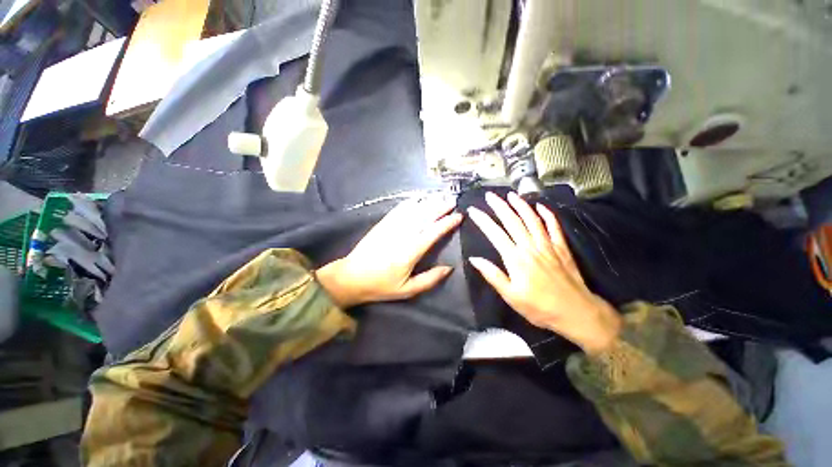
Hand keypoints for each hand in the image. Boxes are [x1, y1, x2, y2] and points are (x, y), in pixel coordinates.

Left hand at [317, 195, 462, 307]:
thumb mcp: (407, 290)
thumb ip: (429, 279)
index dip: (447, 223)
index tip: (458, 216)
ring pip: (413, 211)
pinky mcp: (382, 224)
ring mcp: (391, 227)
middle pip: (425, 217)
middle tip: (453, 200)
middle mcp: (402, 235)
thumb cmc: (381, 285)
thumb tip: (449, 268)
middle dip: (440, 207)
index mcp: (410, 252)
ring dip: (428, 202)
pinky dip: (410, 203)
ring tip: (440, 196)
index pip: (433, 232)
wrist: (351, 277)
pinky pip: (398, 210)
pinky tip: (418, 198)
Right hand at [467, 192, 621, 354]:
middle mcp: (530, 246)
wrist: (576, 312)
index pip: (495, 233)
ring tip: (511, 194)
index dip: (483, 220)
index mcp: (515, 258)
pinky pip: (554, 226)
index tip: (473, 210)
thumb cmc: (539, 307)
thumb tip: (474, 259)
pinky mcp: (561, 247)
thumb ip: (492, 275)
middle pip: (512, 221)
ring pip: (532, 219)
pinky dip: (547, 214)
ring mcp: (547, 245)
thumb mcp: (510, 296)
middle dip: (499, 206)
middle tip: (490, 195)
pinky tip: (541, 206)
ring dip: (521, 205)